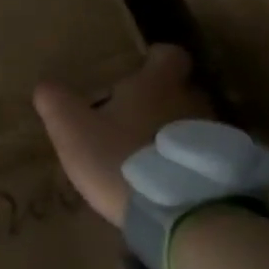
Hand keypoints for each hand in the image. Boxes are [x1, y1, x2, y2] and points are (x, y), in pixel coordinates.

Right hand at [33, 45, 209, 226]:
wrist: (182, 214)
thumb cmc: (121, 158)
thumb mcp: (73, 129)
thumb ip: (55, 102)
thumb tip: (45, 86)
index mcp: (157, 84)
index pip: (168, 54)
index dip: (153, 59)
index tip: (137, 69)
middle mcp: (192, 101)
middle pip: (180, 89)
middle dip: (158, 99)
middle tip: (130, 117)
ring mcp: (213, 136)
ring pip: (191, 123)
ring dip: (171, 133)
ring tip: (145, 154)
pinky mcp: (224, 171)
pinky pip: (201, 156)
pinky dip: (185, 161)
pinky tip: (165, 181)